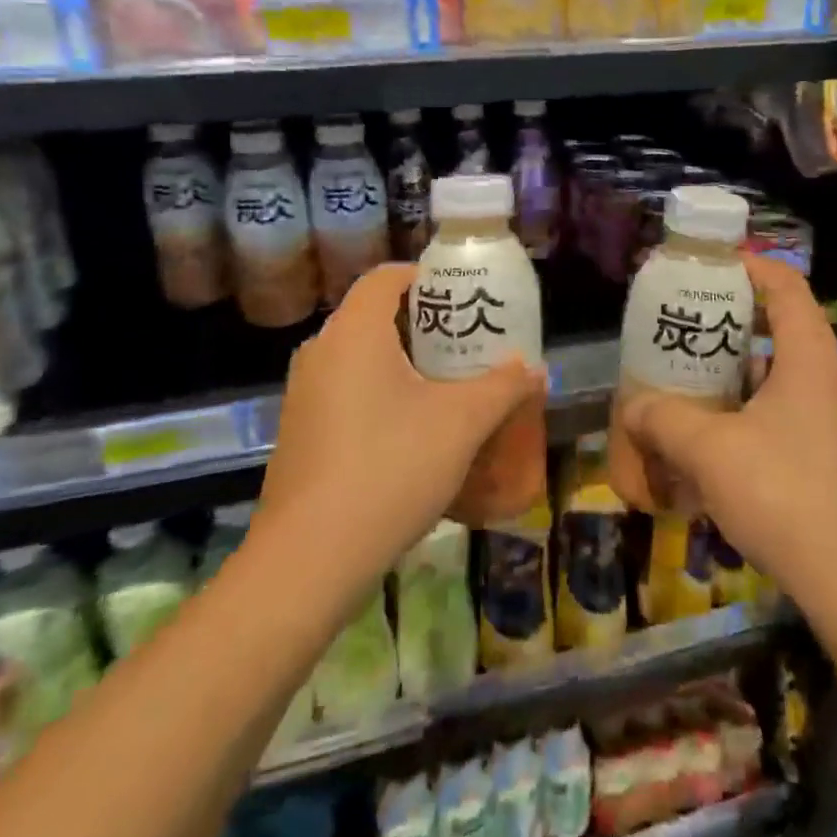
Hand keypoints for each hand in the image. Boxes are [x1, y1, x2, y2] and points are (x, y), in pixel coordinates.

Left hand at [259, 263, 545, 604]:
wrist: (310, 559)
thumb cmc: (390, 468)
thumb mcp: (461, 423)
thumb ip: (503, 387)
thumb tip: (535, 368)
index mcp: (353, 332)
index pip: (387, 277)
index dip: (429, 278)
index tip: (466, 298)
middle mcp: (321, 352)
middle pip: (377, 317)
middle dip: (427, 326)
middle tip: (470, 345)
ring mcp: (305, 394)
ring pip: (362, 358)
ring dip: (407, 364)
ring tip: (451, 387)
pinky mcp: (301, 432)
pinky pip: (348, 391)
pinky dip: (383, 394)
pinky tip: (415, 431)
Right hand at [617, 255, 836, 616]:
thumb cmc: (782, 495)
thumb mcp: (708, 451)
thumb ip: (663, 418)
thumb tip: (634, 406)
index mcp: (810, 358)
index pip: (785, 285)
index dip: (748, 266)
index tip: (706, 267)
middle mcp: (829, 378)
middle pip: (781, 325)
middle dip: (730, 320)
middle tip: (685, 325)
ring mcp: (834, 418)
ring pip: (780, 372)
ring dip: (736, 369)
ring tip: (690, 376)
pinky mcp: (830, 453)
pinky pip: (785, 410)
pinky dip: (748, 407)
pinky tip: (713, 435)